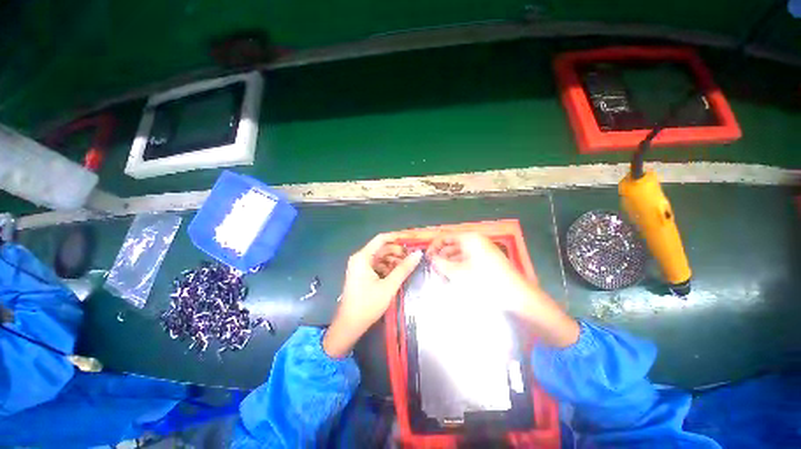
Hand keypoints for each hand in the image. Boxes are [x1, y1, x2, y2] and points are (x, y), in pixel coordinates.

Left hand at [323, 234, 421, 357]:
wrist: (349, 326)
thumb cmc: (367, 305)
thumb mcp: (389, 286)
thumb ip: (404, 268)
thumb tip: (418, 254)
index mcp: (363, 257)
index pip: (382, 239)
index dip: (397, 237)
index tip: (412, 240)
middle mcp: (360, 258)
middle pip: (382, 248)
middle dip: (397, 251)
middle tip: (413, 256)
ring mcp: (360, 266)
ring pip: (381, 257)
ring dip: (394, 260)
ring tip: (407, 266)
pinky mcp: (362, 274)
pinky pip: (377, 265)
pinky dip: (388, 267)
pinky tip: (397, 274)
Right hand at [428, 233, 578, 347]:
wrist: (517, 296)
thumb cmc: (485, 281)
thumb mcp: (458, 273)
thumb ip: (441, 263)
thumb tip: (431, 257)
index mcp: (469, 238)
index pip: (445, 236)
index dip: (434, 246)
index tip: (426, 258)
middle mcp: (476, 241)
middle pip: (452, 244)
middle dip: (442, 256)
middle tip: (433, 269)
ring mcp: (483, 250)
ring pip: (460, 253)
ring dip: (450, 263)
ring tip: (442, 275)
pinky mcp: (487, 260)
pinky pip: (468, 260)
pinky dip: (459, 266)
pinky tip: (454, 278)